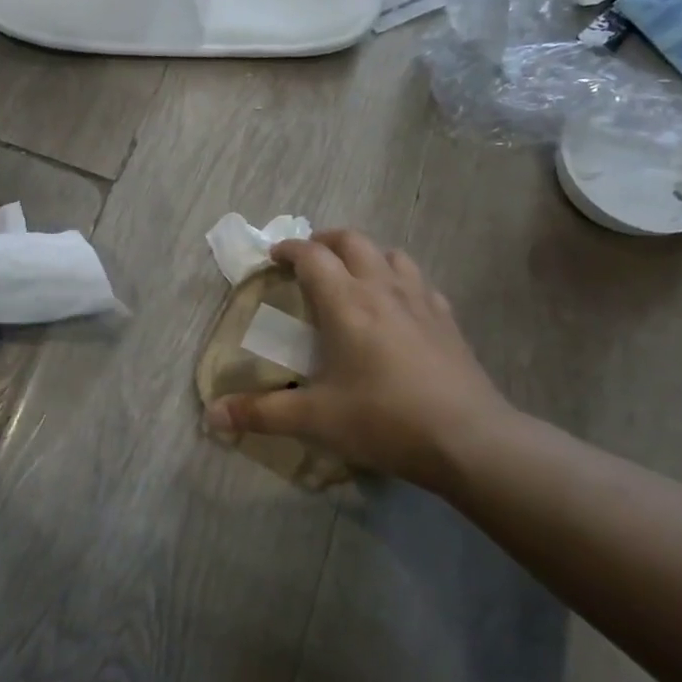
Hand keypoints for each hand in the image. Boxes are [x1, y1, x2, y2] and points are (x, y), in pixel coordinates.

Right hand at [205, 230, 515, 489]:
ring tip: (352, 275)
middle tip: (308, 258)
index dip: (288, 249)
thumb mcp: (315, 419)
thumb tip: (212, 416)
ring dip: (366, 254)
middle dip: (325, 241)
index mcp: (346, 304)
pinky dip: (400, 280)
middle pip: (353, 241)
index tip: (273, 257)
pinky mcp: (447, 321)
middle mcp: (383, 290)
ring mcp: (421, 302)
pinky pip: (420, 282)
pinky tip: (398, 306)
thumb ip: (261, 413)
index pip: (312, 256)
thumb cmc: (384, 420)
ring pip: (391, 255)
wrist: (469, 440)